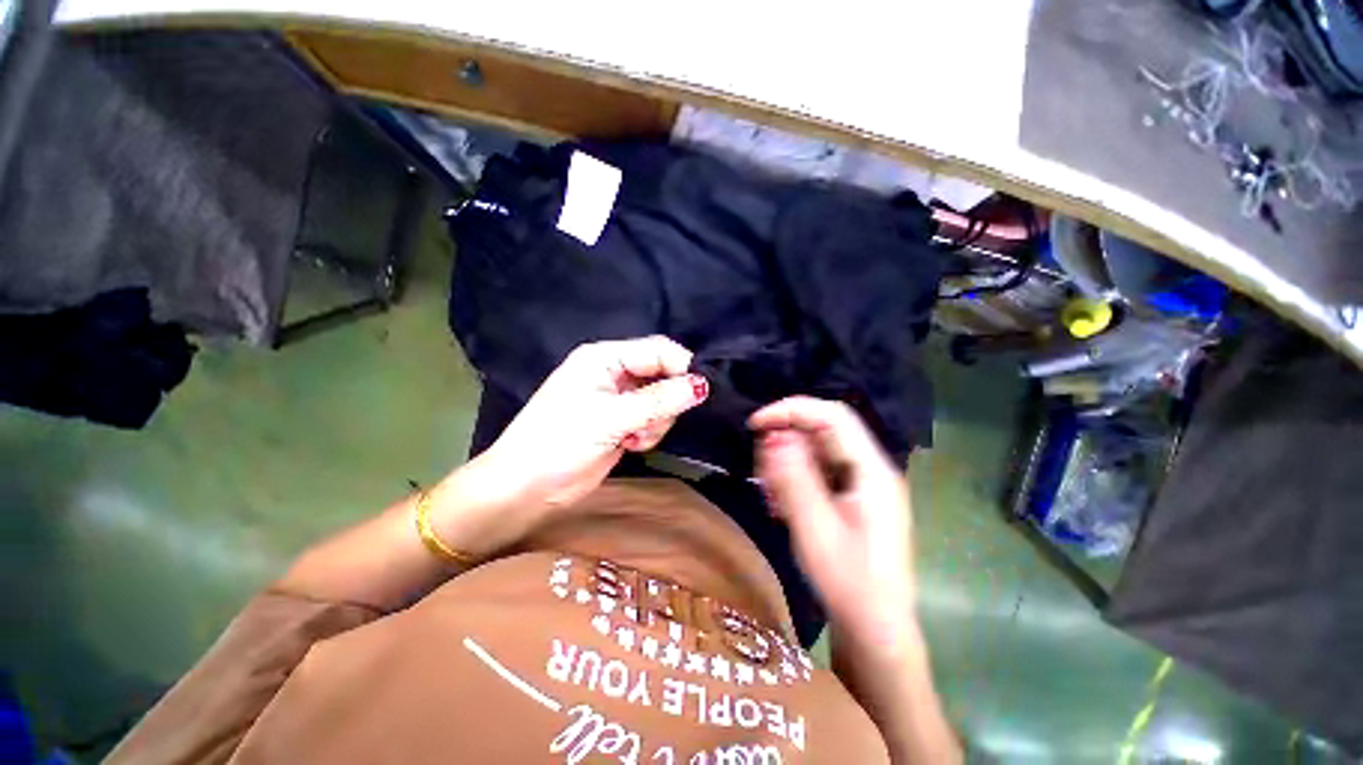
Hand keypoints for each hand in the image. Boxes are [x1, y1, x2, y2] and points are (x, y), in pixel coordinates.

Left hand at [475, 336, 708, 511]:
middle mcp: (614, 372)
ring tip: (635, 437)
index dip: (680, 367)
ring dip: (657, 420)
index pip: (657, 350)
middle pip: (663, 374)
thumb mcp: (611, 417)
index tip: (696, 392)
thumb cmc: (561, 442)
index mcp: (605, 358)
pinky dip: (650, 432)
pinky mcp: (623, 421)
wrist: (529, 488)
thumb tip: (701, 385)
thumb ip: (659, 400)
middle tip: (650, 422)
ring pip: (662, 399)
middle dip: (665, 400)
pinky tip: (631, 444)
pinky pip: (654, 418)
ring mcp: (619, 398)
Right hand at [750, 396, 915, 652]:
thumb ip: (794, 478)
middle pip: (823, 431)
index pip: (832, 416)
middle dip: (785, 440)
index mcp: (871, 470)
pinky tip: (781, 504)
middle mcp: (869, 469)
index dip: (792, 410)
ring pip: (816, 451)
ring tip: (769, 493)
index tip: (755, 423)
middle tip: (759, 468)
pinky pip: (816, 472)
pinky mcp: (850, 498)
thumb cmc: (849, 583)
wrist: (875, 630)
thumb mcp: (815, 529)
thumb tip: (773, 435)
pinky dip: (793, 479)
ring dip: (786, 462)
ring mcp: (861, 484)